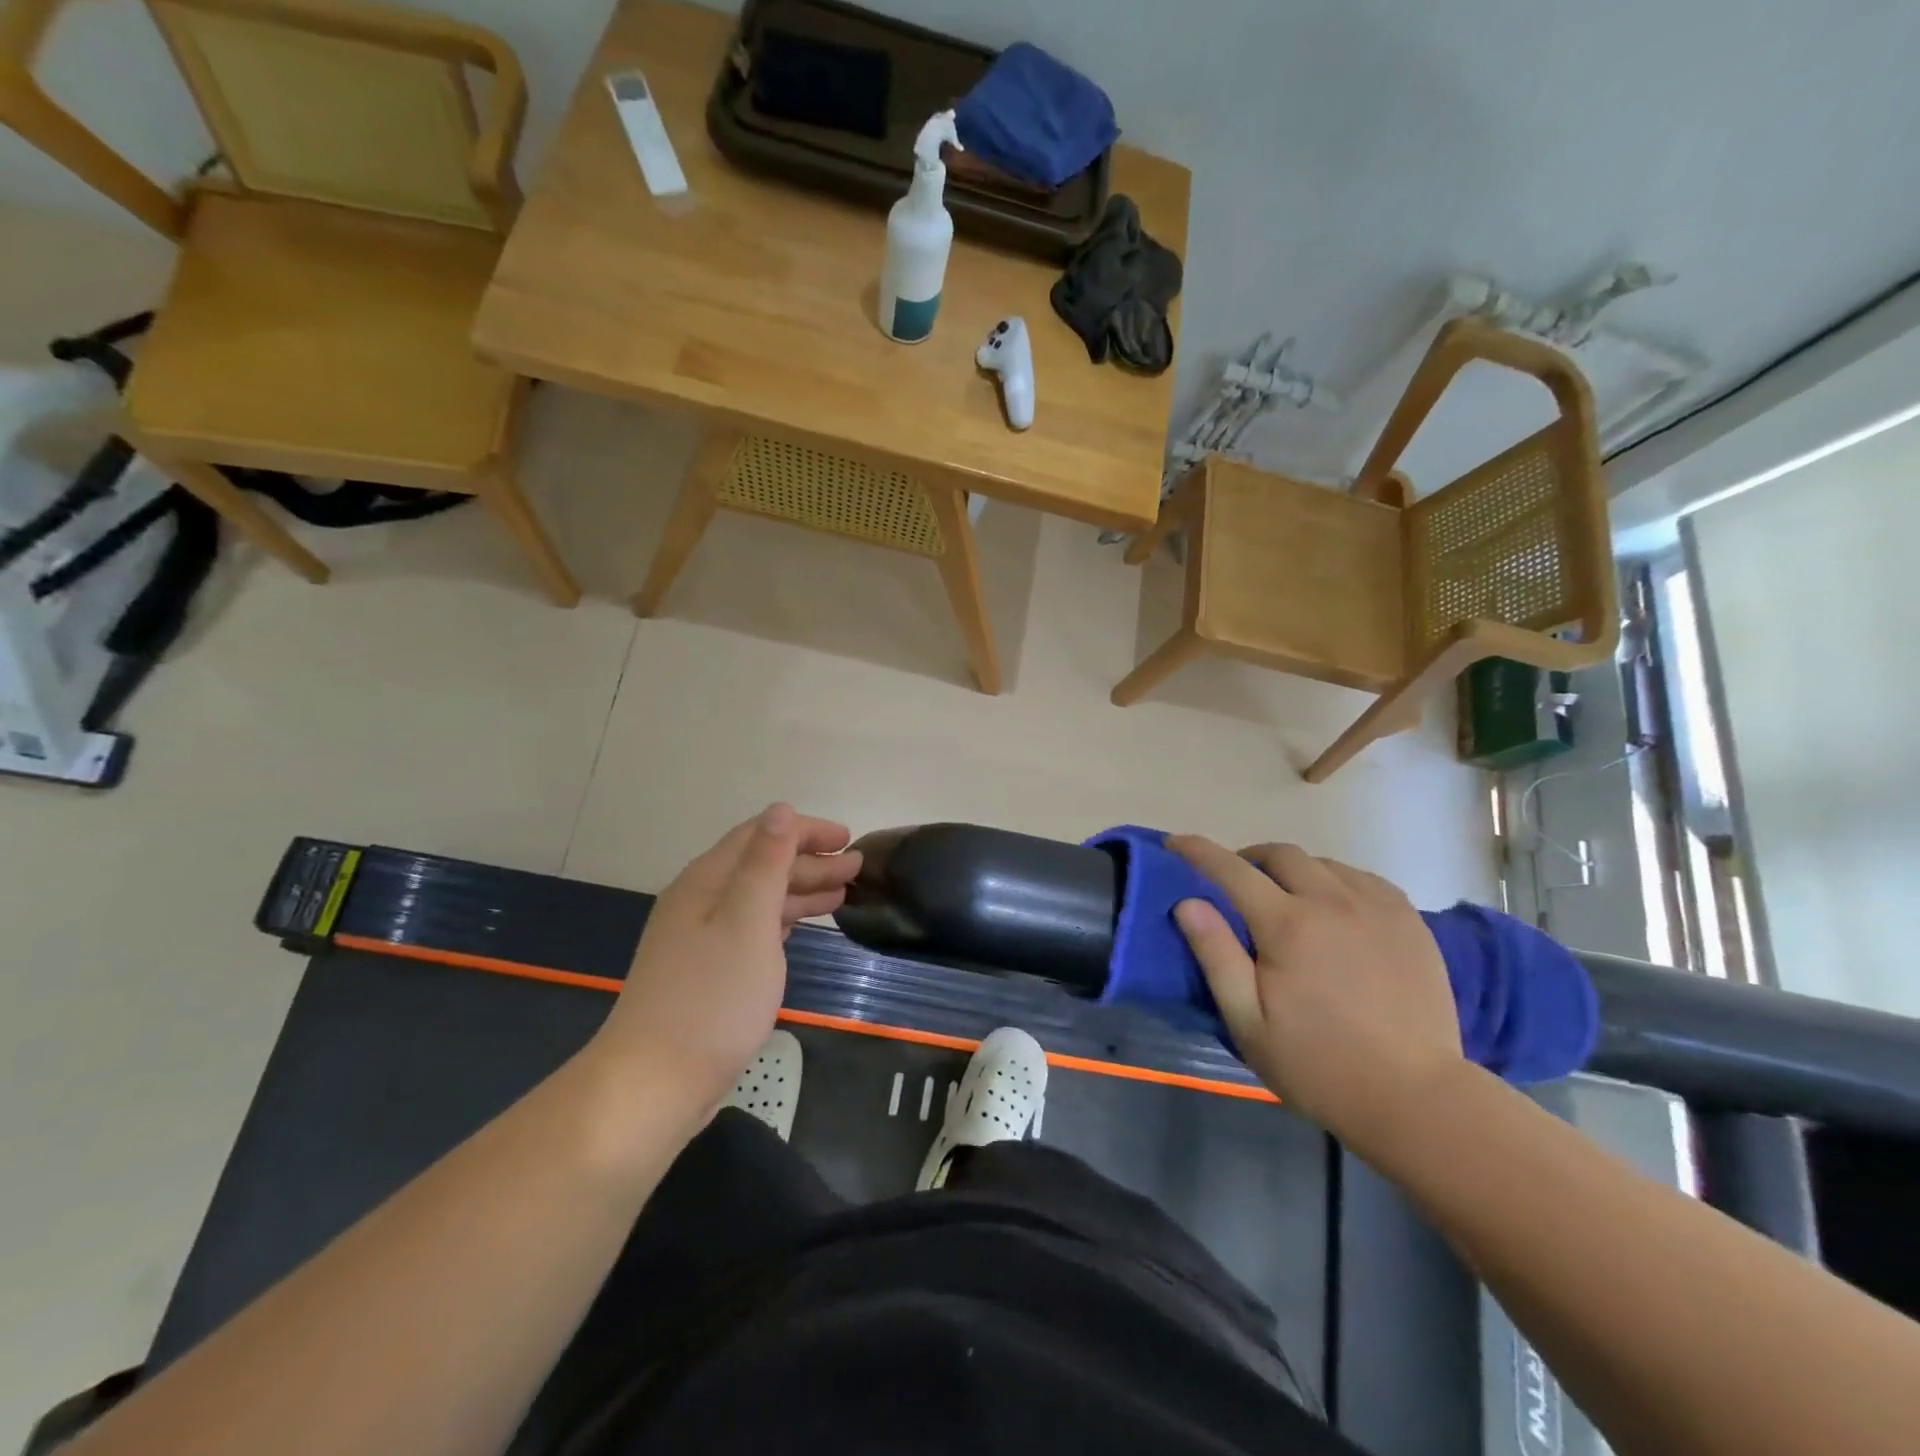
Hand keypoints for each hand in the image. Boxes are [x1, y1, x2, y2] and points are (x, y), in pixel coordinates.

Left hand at [588, 805, 861, 1120]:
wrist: (654, 1083)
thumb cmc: (712, 997)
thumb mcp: (748, 921)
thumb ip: (766, 863)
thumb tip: (780, 809)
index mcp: (706, 881)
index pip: (759, 836)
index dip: (804, 831)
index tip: (848, 839)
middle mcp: (700, 901)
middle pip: (760, 865)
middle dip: (809, 861)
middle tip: (856, 869)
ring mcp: (700, 938)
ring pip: (758, 898)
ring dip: (800, 890)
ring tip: (842, 895)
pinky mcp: (706, 971)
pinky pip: (752, 927)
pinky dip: (783, 919)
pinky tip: (802, 926)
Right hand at [1167, 836, 1461, 1149]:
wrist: (1416, 1097)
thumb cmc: (1318, 1064)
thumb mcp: (1248, 1022)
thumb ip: (1216, 956)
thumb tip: (1187, 902)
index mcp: (1287, 925)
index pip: (1231, 870)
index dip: (1198, 851)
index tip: (1176, 842)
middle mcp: (1331, 901)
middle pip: (1281, 854)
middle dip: (1250, 859)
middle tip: (1238, 885)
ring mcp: (1376, 907)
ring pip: (1323, 863)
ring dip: (1293, 870)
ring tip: (1286, 899)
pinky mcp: (1409, 921)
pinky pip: (1362, 878)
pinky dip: (1335, 881)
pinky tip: (1334, 909)